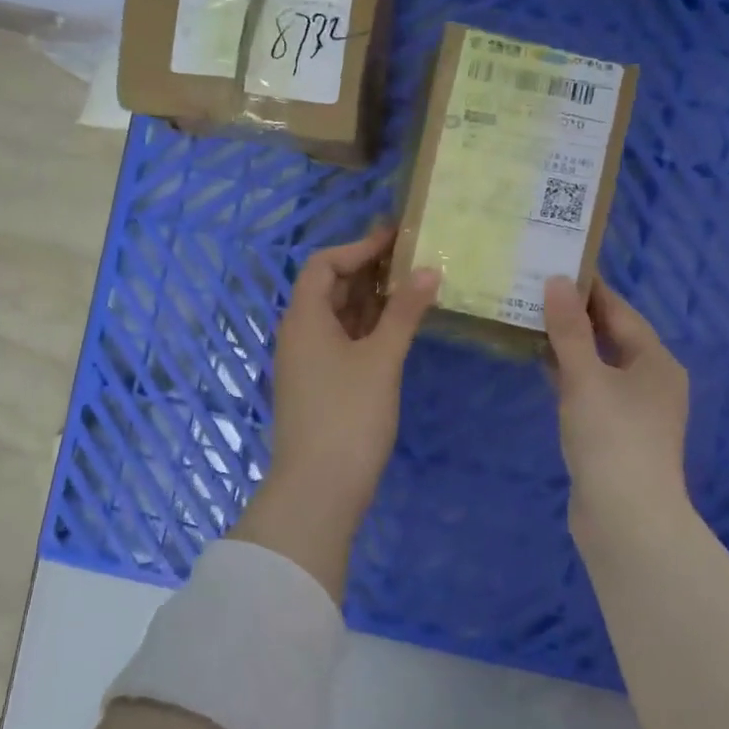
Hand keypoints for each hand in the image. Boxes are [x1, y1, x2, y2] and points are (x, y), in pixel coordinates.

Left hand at [235, 227, 439, 599]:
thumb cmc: (348, 416)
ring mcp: (308, 362)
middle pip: (330, 288)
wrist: (318, 489)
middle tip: (412, 259)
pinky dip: (368, 328)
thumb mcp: (381, 359)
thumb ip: (404, 312)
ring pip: (338, 317)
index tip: (396, 239)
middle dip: (368, 270)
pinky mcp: (319, 385)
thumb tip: (428, 270)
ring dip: (371, 300)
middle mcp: (299, 334)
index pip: (323, 265)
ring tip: (412, 286)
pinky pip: (343, 341)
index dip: (358, 247)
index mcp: (304, 318)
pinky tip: (398, 328)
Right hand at [544, 275, 690, 531]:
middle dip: (576, 316)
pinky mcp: (617, 434)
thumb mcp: (585, 377)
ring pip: (600, 364)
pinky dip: (570, 375)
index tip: (556, 265)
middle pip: (612, 336)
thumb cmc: (611, 438)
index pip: (620, 311)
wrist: (626, 519)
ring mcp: (636, 410)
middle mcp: (652, 381)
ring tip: (532, 320)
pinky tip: (543, 367)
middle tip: (535, 289)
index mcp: (655, 361)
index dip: (589, 288)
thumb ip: (569, 330)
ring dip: (571, 345)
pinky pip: (592, 390)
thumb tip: (557, 281)